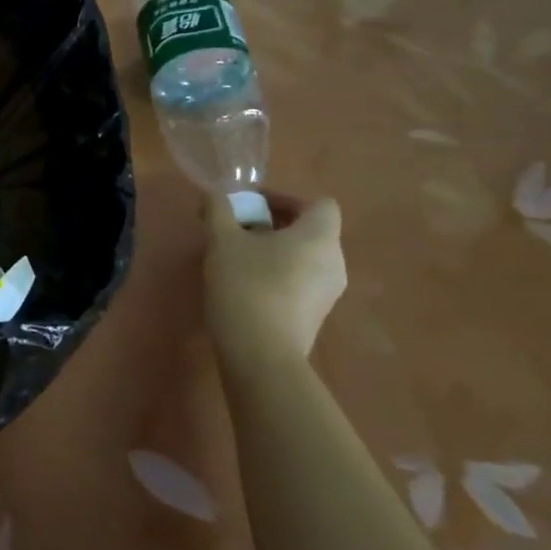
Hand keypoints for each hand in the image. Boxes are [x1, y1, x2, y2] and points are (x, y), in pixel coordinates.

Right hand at [203, 190, 346, 362]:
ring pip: (305, 256)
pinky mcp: (316, 315)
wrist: (260, 354)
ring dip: (275, 248)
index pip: (318, 203)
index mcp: (319, 238)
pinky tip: (246, 283)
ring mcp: (329, 293)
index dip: (286, 198)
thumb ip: (219, 210)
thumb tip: (216, 195)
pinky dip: (279, 272)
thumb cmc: (246, 285)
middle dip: (274, 222)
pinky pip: (301, 280)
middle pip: (311, 229)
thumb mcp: (223, 240)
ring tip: (238, 256)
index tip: (252, 204)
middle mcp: (334, 262)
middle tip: (238, 227)